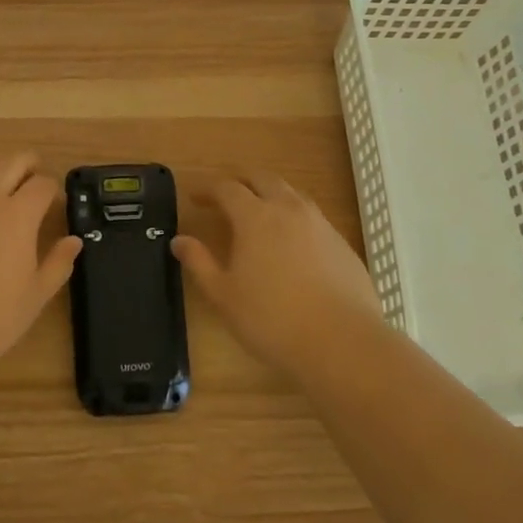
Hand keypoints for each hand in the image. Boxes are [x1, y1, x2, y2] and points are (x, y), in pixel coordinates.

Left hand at [0, 152, 81, 377]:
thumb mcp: (36, 296)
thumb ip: (58, 263)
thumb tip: (74, 240)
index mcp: (18, 215)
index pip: (43, 185)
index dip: (53, 189)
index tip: (55, 202)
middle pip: (11, 163)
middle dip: (28, 164)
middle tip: (35, 174)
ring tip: (0, 179)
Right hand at [173, 173, 383, 379]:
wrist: (343, 343)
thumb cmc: (272, 320)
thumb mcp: (224, 295)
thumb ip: (199, 263)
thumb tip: (179, 241)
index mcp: (255, 217)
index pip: (226, 188)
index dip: (207, 189)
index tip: (194, 197)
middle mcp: (288, 209)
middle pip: (262, 178)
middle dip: (240, 181)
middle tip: (226, 195)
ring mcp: (320, 224)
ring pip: (291, 193)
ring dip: (270, 194)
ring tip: (259, 212)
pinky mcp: (342, 243)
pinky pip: (312, 216)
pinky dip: (294, 217)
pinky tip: (292, 242)